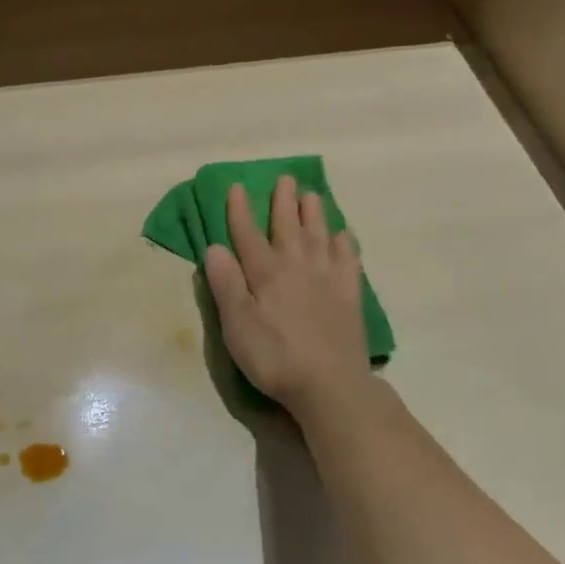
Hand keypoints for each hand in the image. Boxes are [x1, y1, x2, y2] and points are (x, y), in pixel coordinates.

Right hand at [202, 176, 371, 418]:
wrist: (330, 384)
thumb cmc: (274, 357)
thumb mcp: (236, 326)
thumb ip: (226, 285)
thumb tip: (214, 247)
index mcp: (265, 273)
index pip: (248, 233)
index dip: (240, 210)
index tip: (237, 186)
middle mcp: (296, 266)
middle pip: (288, 226)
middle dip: (283, 201)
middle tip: (285, 178)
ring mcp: (327, 278)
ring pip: (320, 235)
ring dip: (315, 213)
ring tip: (312, 194)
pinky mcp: (350, 295)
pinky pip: (349, 260)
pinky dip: (345, 244)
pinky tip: (344, 235)